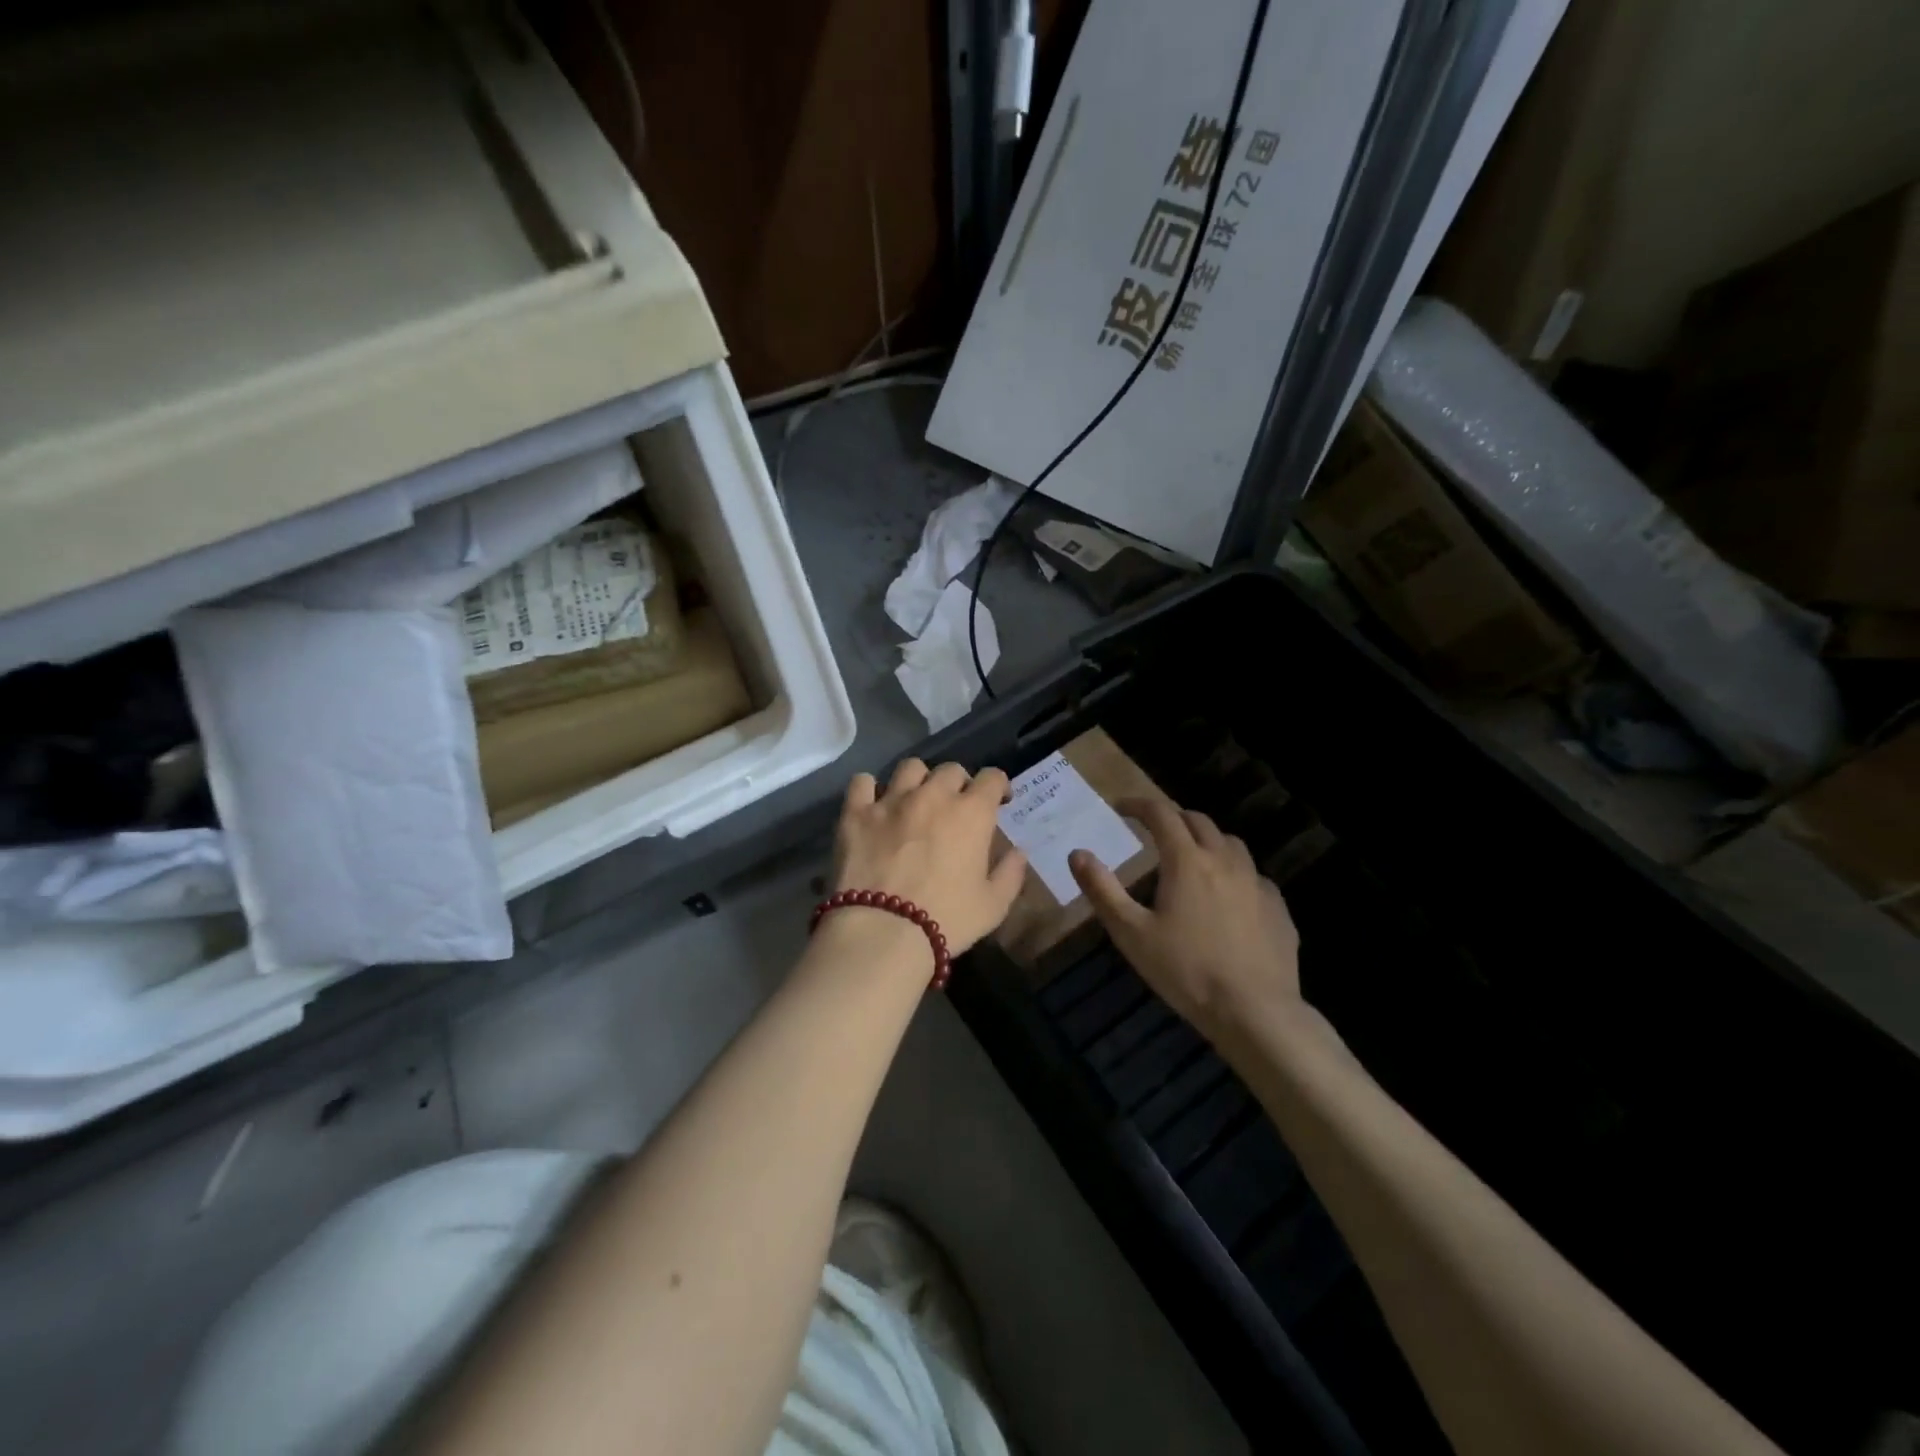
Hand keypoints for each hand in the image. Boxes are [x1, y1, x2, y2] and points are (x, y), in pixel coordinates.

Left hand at [834, 759, 1027, 954]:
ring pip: (910, 767)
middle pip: (951, 770)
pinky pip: (862, 782)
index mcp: (972, 813)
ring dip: (918, 780)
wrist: (883, 931)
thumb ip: (1010, 874)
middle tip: (956, 806)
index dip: (998, 785)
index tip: (998, 800)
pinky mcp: (856, 813)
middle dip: (959, 783)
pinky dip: (870, 789)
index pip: (992, 777)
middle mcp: (933, 795)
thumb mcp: (993, 906)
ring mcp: (891, 800)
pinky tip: (873, 804)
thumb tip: (1018, 852)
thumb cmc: (947, 920)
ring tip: (915, 800)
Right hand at [1070, 798, 1300, 1039]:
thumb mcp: (1131, 933)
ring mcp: (1257, 883)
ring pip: (1230, 843)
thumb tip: (1078, 853)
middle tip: (1153, 831)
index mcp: (1186, 860)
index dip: (1139, 805)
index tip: (1121, 808)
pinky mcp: (1278, 907)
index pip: (1161, 814)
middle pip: (1198, 821)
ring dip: (1206, 840)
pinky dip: (1234, 872)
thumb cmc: (1185, 971)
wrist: (1255, 1012)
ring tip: (1191, 857)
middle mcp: (1225, 860)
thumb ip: (1102, 889)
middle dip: (1172, 818)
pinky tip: (1228, 897)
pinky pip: (1254, 875)